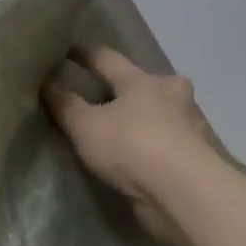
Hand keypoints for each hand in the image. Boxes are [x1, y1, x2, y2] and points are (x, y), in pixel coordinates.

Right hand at [43, 47, 234, 245]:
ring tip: (122, 131)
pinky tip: (140, 160)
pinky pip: (169, 146)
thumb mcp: (86, 125)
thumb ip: (65, 104)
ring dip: (146, 120)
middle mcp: (173, 97)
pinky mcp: (198, 162)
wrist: (186, 195)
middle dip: (129, 87)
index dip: (85, 54)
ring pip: (162, 116)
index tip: (66, 50)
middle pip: (145, 85)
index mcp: (144, 81)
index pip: (108, 59)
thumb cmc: (133, 145)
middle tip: (106, 94)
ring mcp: (191, 130)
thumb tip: (47, 83)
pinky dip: (155, 148)